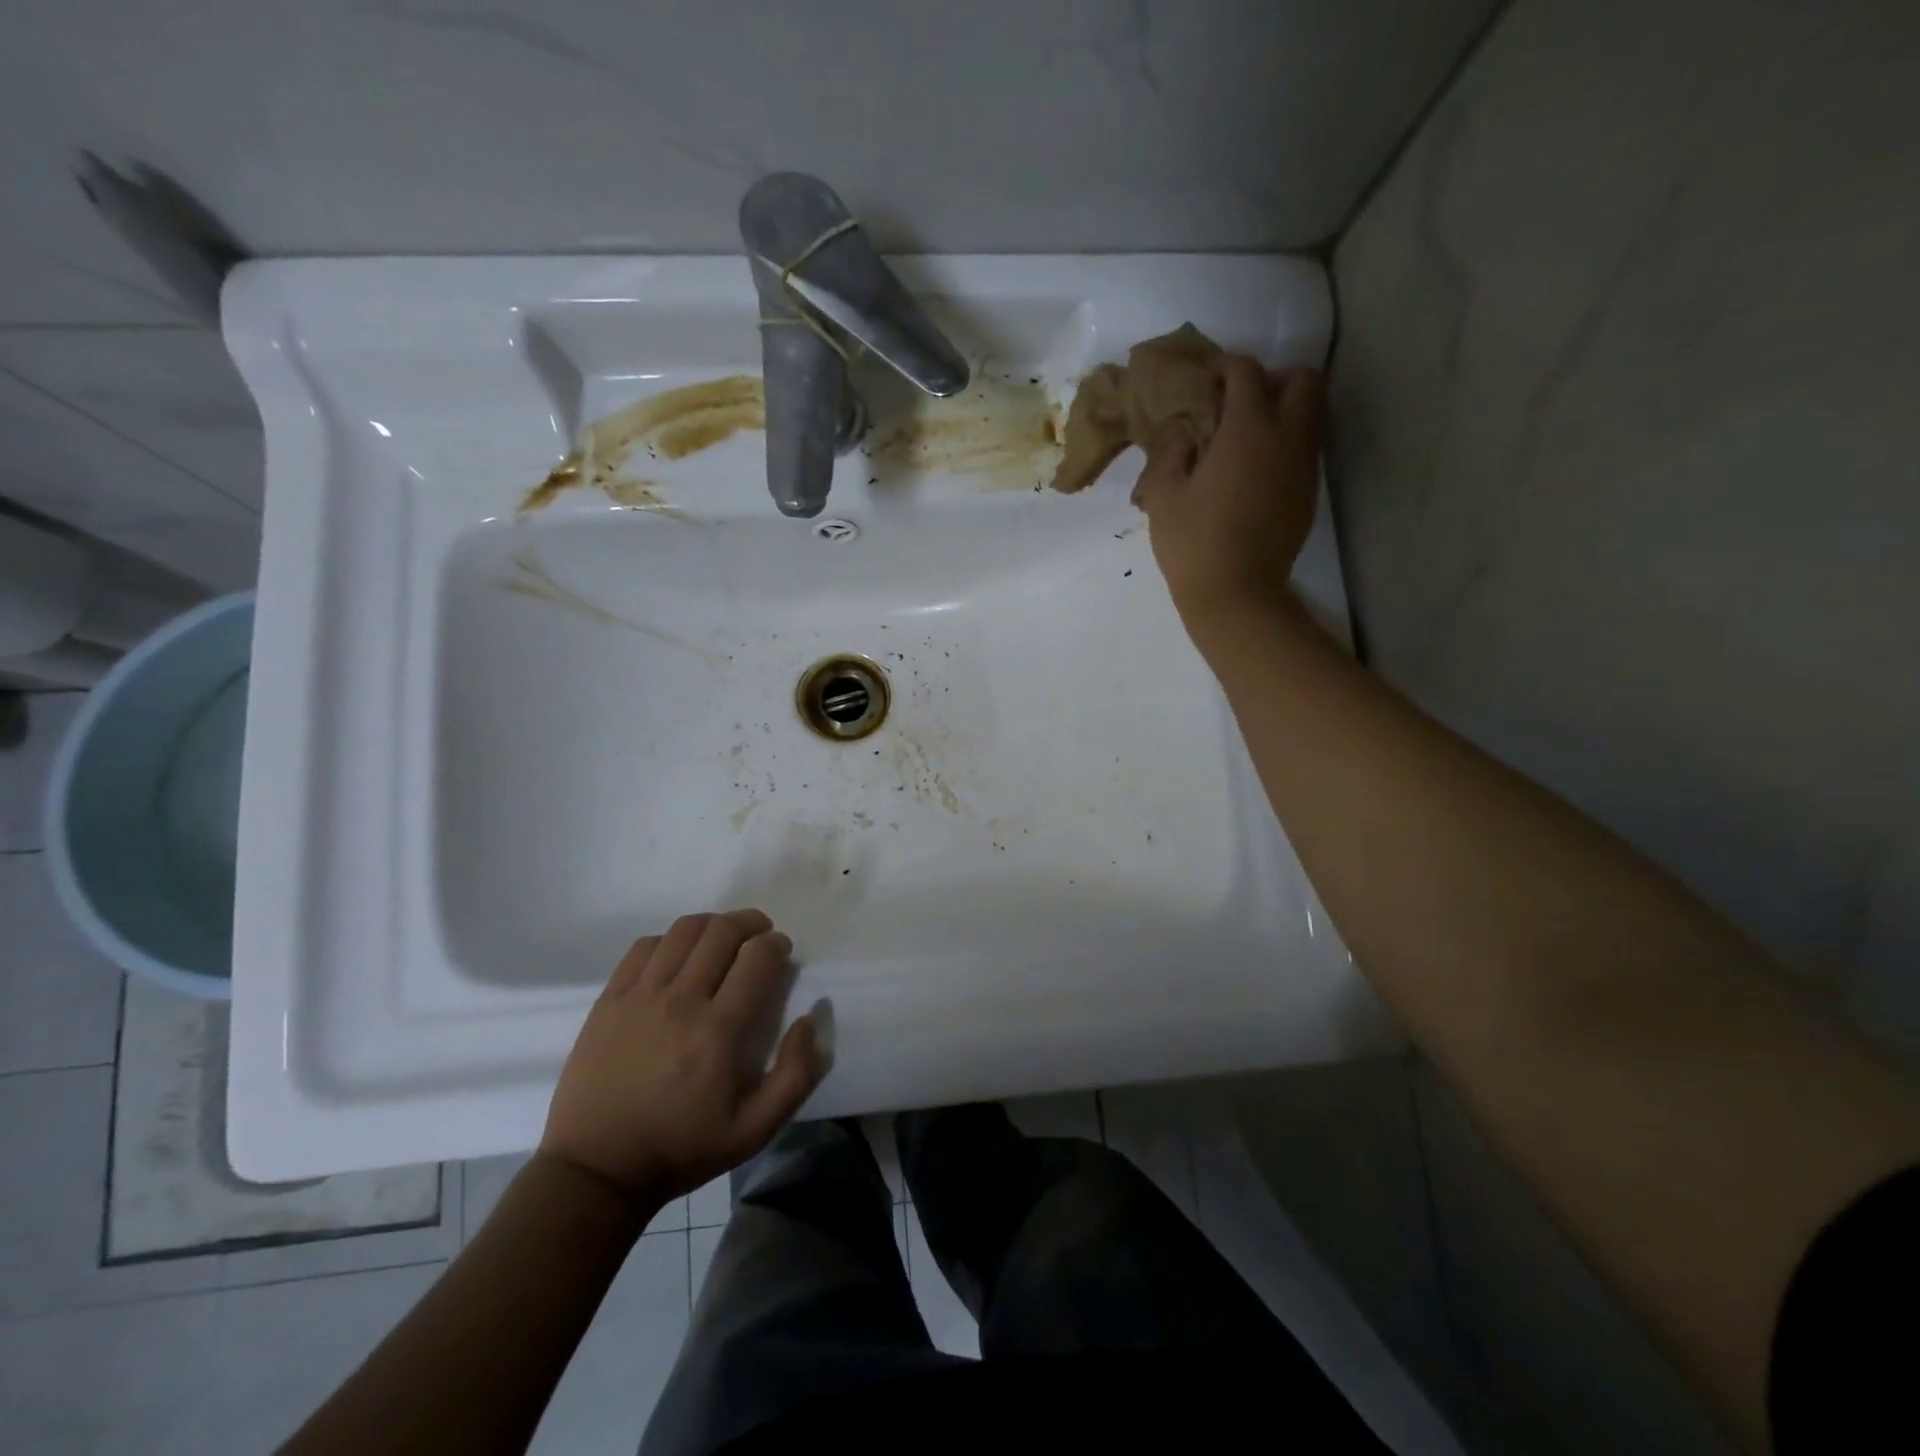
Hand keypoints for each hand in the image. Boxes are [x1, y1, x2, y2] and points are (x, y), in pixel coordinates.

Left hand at [540, 910, 828, 1206]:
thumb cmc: (682, 1148)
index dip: (777, 944)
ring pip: (685, 930)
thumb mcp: (755, 1130)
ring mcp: (641, 996)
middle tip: (760, 935)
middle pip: (722, 932)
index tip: (781, 952)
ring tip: (723, 937)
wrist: (597, 1169)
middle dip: (751, 924)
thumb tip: (810, 1018)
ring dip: (713, 924)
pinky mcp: (610, 999)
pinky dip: (671, 939)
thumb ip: (796, 1075)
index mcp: (719, 1031)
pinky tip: (679, 956)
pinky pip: (645, 946)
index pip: (758, 957)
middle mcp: (681, 1001)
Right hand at [1133, 358, 1324, 647]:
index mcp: (1248, 429)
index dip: (1224, 367)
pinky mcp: (1308, 493)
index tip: (1205, 381)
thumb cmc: (1192, 543)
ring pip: (1311, 414)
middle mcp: (1287, 437)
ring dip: (1283, 412)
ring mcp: (1304, 466)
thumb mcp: (1162, 495)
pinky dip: (1285, 445)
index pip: (1246, 372)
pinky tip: (1255, 472)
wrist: (1236, 595)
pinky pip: (1305, 449)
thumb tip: (1182, 431)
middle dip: (1272, 380)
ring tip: (1246, 439)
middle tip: (1238, 404)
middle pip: (1302, 380)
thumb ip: (1170, 450)